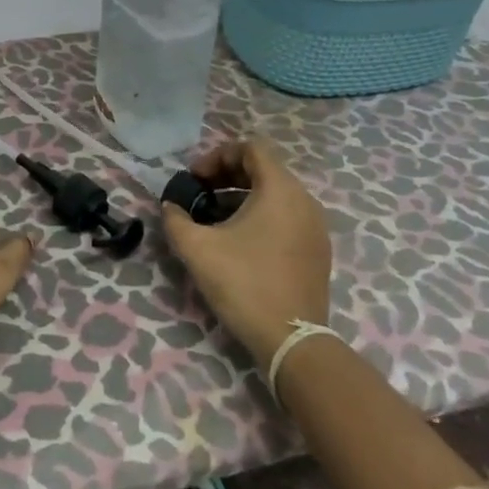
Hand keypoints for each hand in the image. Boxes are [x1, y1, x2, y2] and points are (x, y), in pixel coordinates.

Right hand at [161, 138, 332, 368]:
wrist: (291, 341)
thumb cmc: (244, 284)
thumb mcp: (197, 248)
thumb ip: (176, 219)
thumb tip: (171, 207)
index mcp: (280, 189)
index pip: (251, 148)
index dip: (217, 155)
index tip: (194, 179)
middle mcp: (304, 200)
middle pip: (264, 169)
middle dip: (227, 175)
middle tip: (200, 194)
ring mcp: (316, 226)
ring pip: (276, 194)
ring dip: (243, 196)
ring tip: (215, 218)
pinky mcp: (318, 250)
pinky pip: (287, 216)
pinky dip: (262, 215)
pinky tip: (240, 241)